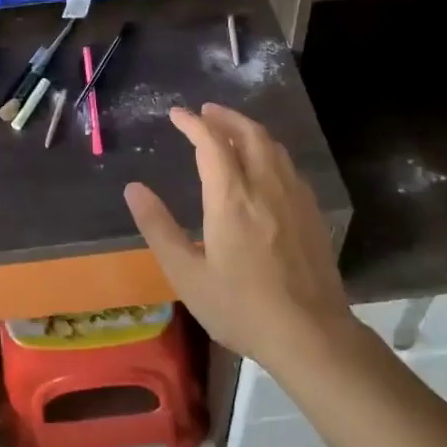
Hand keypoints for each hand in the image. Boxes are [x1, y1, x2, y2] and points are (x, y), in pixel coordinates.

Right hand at [124, 104, 353, 375]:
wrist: (310, 334)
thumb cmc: (240, 307)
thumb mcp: (187, 274)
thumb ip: (158, 228)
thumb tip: (134, 188)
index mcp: (232, 198)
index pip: (211, 143)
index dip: (192, 123)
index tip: (176, 114)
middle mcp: (266, 187)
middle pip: (249, 134)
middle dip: (225, 117)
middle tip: (205, 112)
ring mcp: (295, 198)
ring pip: (274, 147)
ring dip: (249, 130)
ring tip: (231, 131)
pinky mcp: (312, 213)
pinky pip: (289, 166)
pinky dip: (270, 152)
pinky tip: (265, 167)